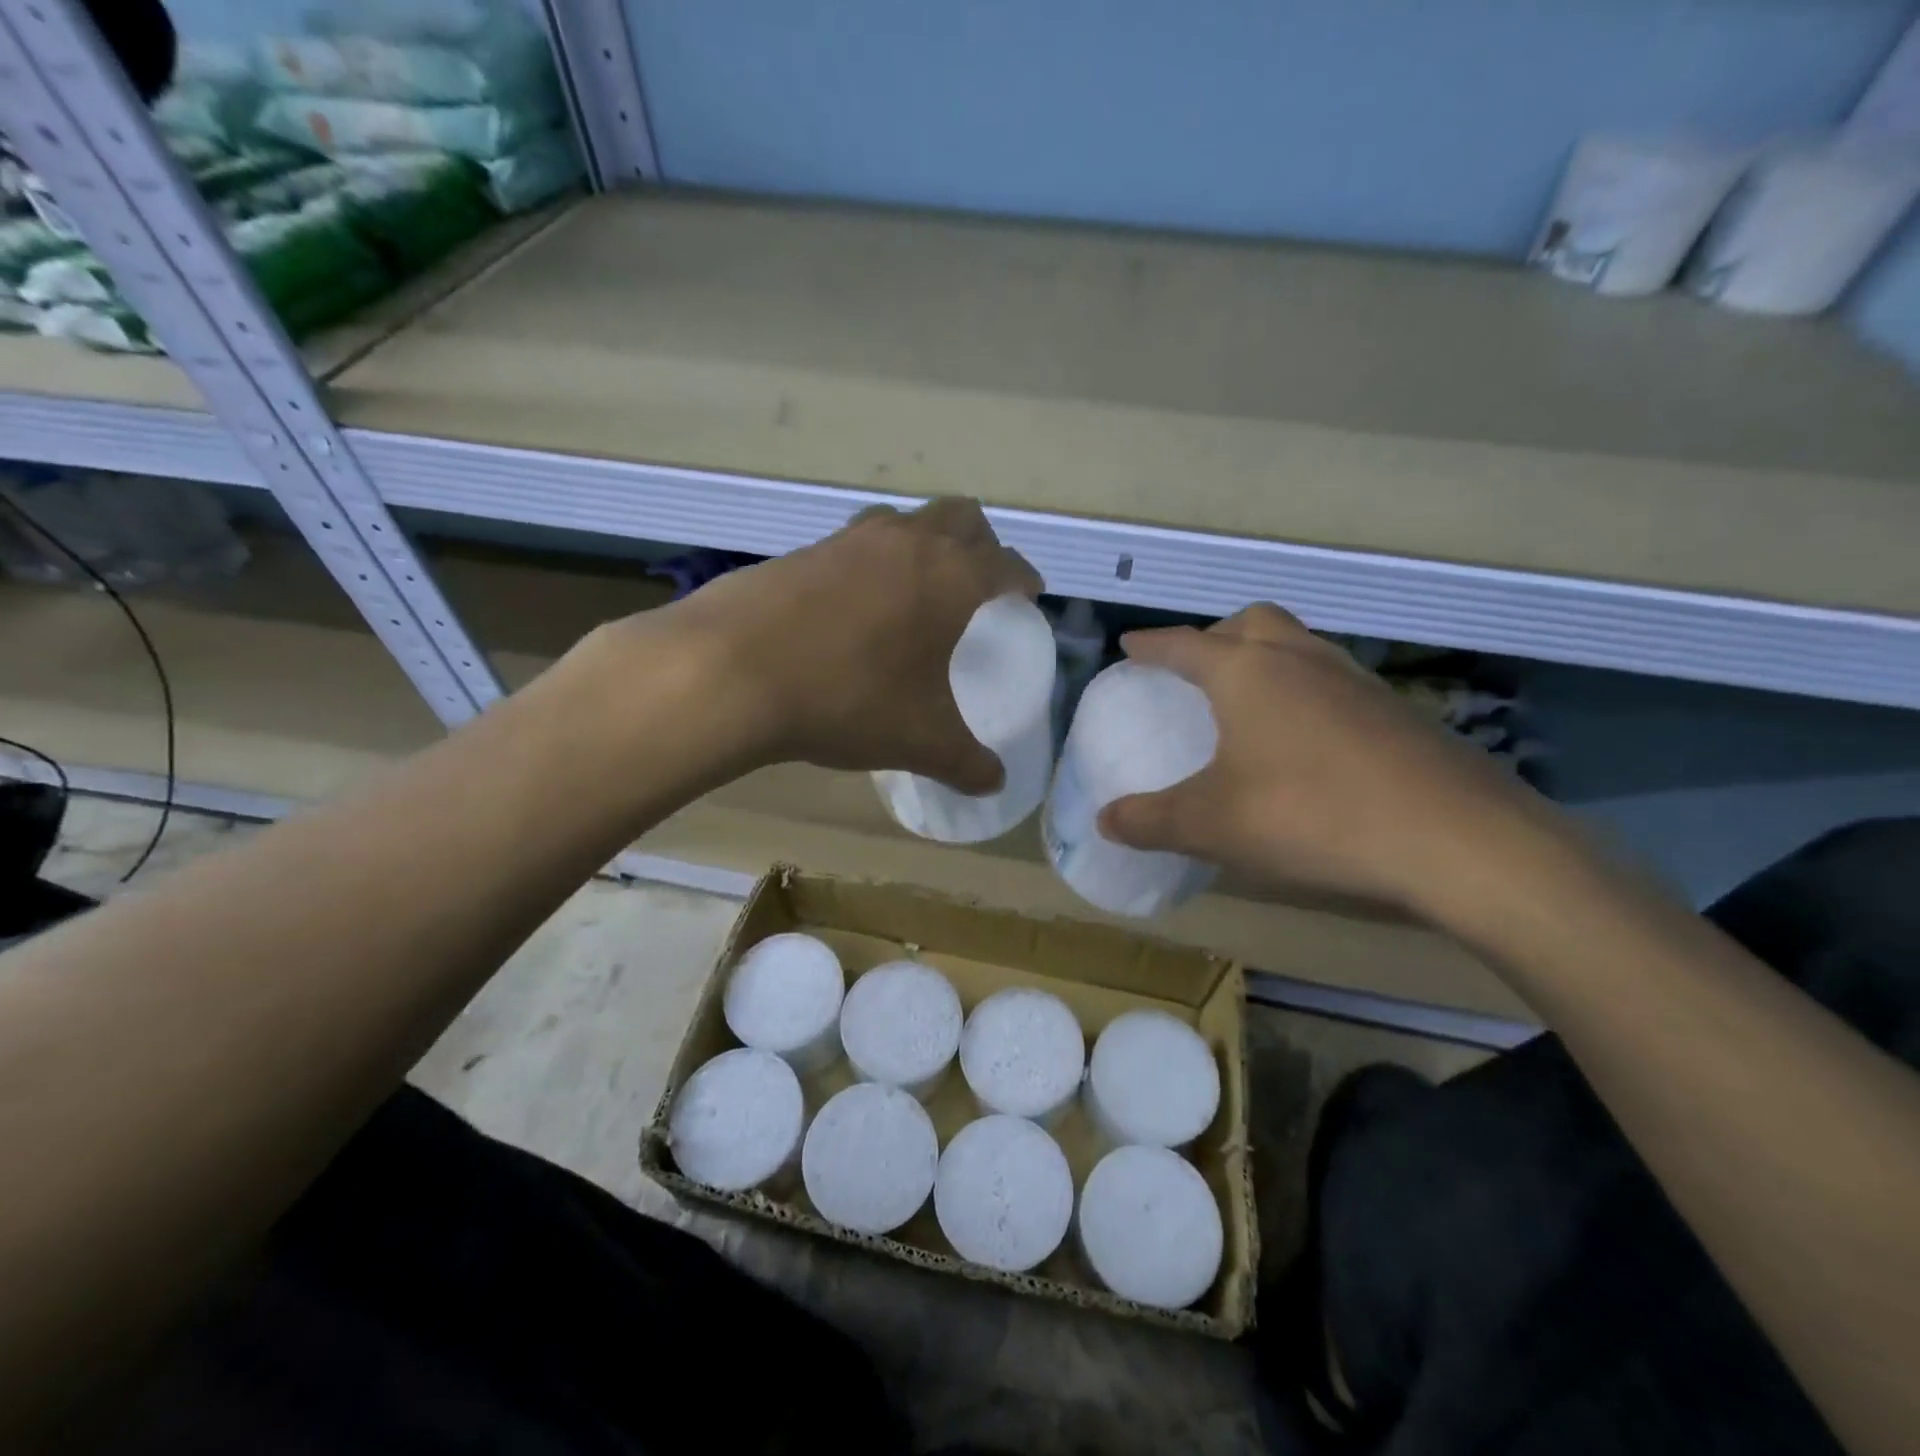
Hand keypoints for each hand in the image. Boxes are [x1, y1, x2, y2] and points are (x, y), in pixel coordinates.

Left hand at [631, 498, 1041, 790]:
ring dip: (923, 542)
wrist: (731, 671)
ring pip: (905, 520)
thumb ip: (965, 762)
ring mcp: (849, 540)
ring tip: (917, 588)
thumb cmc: (848, 698)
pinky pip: (855, 543)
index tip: (1029, 594)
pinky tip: (855, 606)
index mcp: (951, 578)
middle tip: (979, 582)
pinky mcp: (802, 551)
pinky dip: (872, 561)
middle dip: (981, 544)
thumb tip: (994, 784)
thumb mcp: (918, 740)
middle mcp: (907, 543)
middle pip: (961, 517)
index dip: (1024, 578)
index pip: (1006, 563)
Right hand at [1099, 604, 1558, 918]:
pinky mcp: (1397, 710)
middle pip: (1252, 622)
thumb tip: (1105, 820)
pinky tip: (1306, 739)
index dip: (1151, 645)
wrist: (1456, 839)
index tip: (1129, 646)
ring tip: (1249, 701)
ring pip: (1299, 645)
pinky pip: (1333, 679)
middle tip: (1197, 668)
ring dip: (1265, 658)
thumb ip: (1151, 820)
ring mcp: (1357, 680)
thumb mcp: (1213, 826)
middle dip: (1216, 635)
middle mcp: (1301, 660)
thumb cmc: (1311, 815)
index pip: (1184, 644)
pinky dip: (1305, 690)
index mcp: (1248, 673)